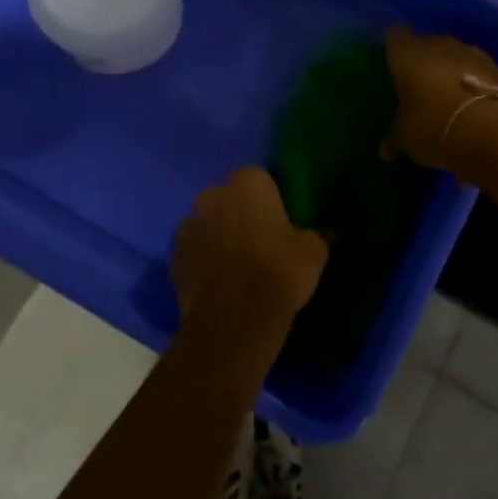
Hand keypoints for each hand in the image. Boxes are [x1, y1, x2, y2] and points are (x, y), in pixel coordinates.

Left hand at [173, 168, 328, 325]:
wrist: (234, 320)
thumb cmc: (278, 271)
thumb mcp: (314, 251)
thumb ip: (317, 235)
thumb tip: (325, 232)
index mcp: (247, 183)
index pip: (260, 178)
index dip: (270, 198)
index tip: (280, 221)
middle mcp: (212, 195)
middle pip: (229, 198)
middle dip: (240, 213)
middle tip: (261, 241)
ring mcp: (187, 225)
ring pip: (208, 224)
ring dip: (219, 236)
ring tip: (238, 265)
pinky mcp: (173, 258)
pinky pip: (194, 252)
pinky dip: (204, 261)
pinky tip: (220, 282)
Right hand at [384, 25, 497, 170]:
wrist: (489, 131)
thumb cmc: (432, 126)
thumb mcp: (405, 138)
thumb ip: (394, 138)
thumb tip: (386, 150)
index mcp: (408, 54)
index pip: (395, 36)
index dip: (394, 48)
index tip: (394, 64)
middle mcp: (438, 45)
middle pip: (428, 45)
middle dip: (424, 63)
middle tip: (420, 88)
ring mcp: (472, 53)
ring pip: (456, 56)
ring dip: (452, 71)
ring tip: (450, 97)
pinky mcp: (497, 68)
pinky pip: (479, 71)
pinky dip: (475, 82)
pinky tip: (474, 104)